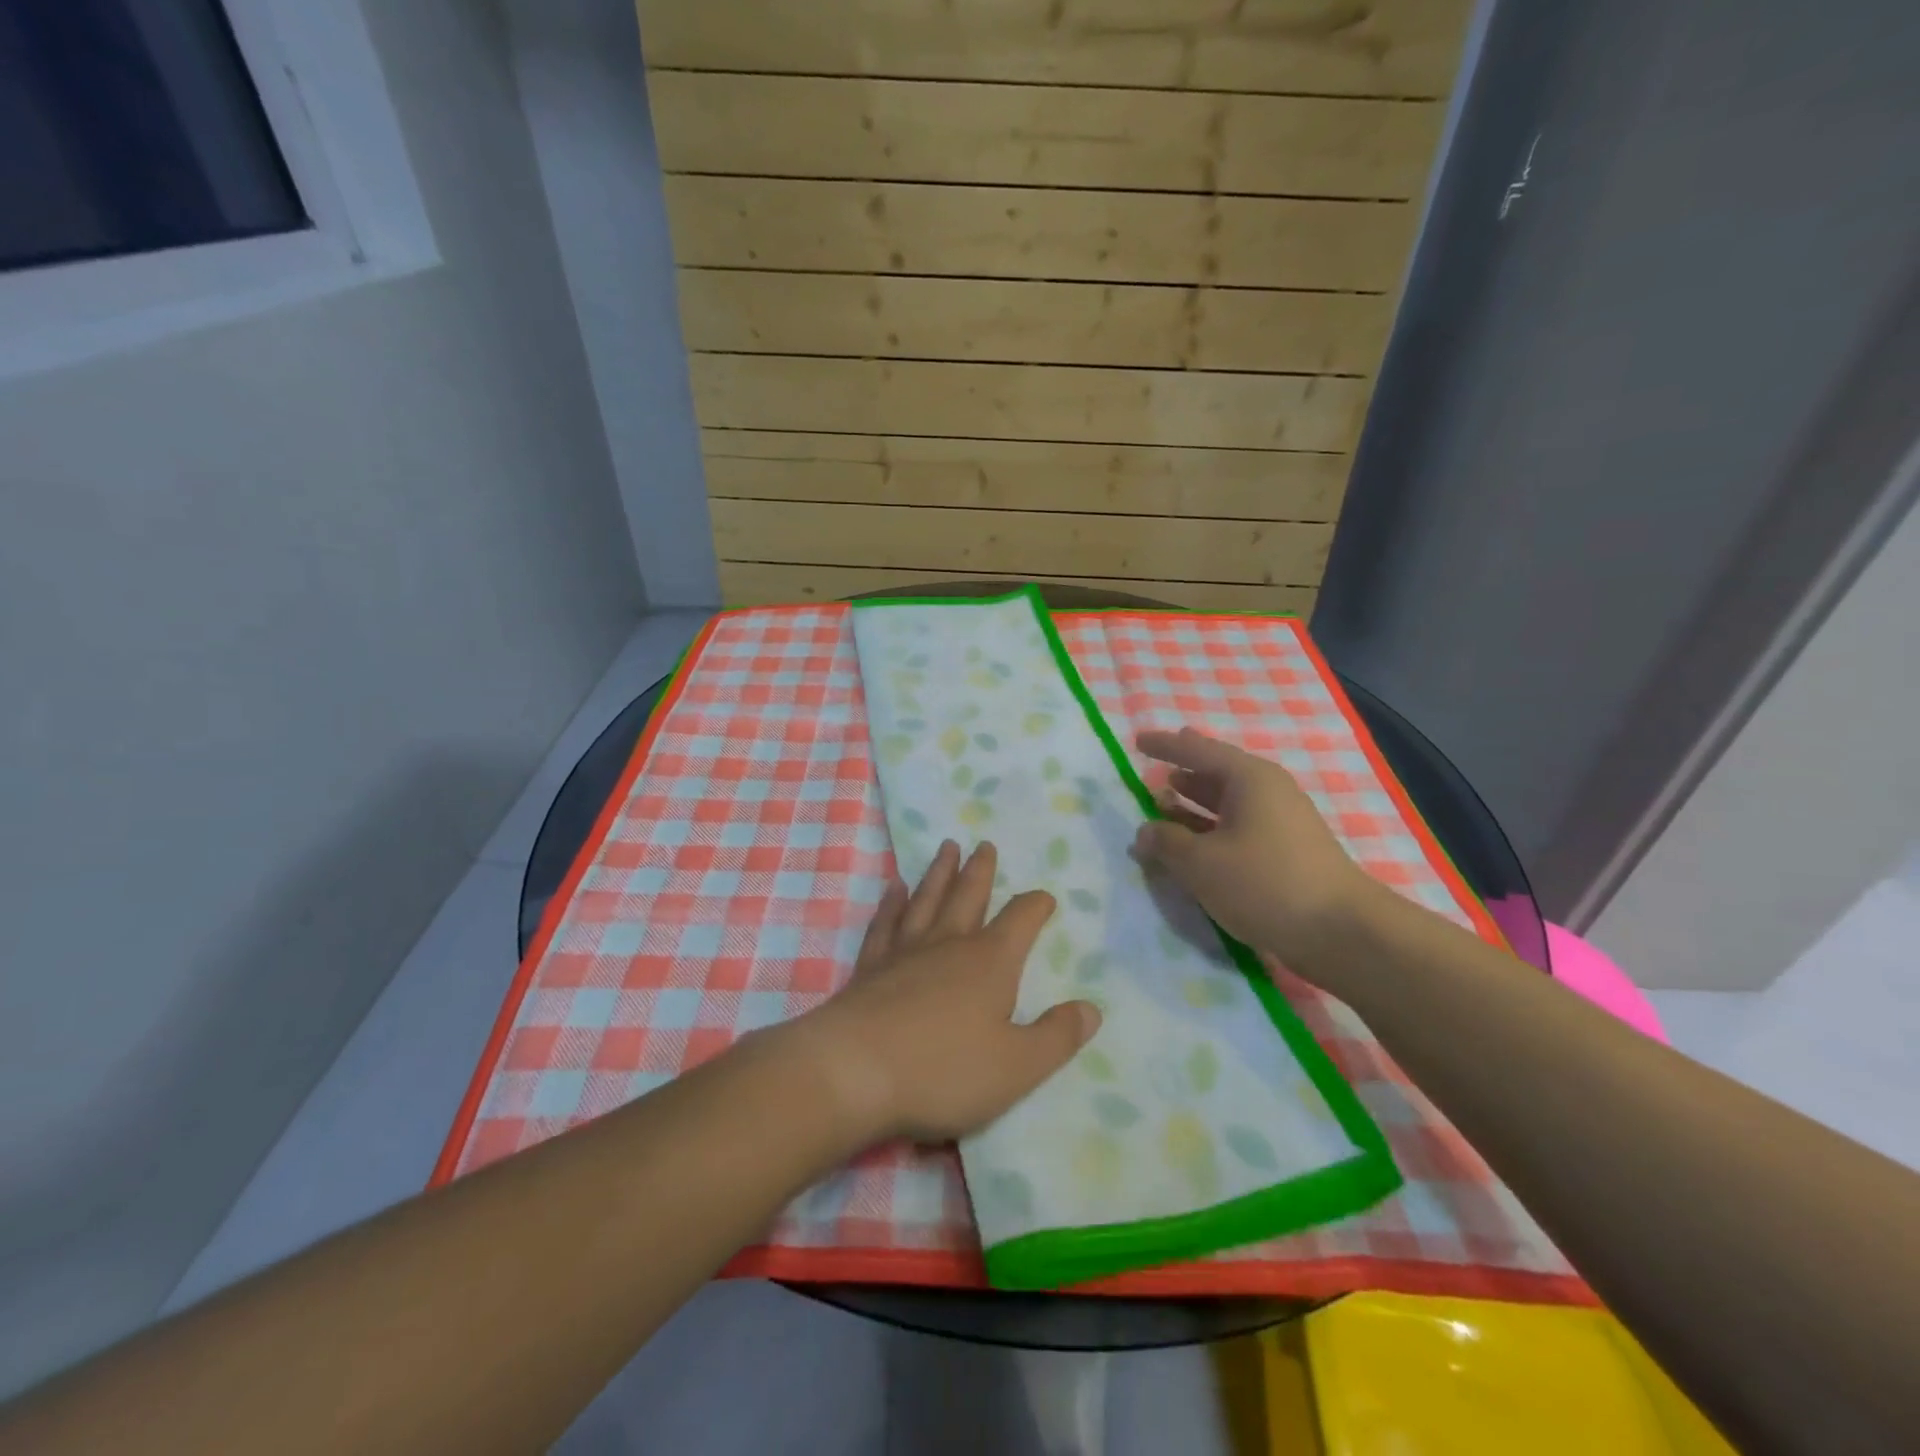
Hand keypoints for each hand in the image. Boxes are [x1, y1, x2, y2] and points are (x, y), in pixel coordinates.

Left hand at [795, 840, 1101, 1144]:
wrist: (853, 1072)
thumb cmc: (944, 1071)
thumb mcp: (1017, 1066)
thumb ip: (1057, 1037)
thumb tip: (1091, 1009)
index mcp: (990, 963)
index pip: (1021, 920)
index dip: (1035, 906)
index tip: (1045, 898)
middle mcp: (949, 945)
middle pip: (969, 896)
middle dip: (980, 871)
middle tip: (984, 844)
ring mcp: (905, 952)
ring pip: (927, 900)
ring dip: (939, 873)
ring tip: (946, 848)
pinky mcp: (870, 967)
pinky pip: (885, 924)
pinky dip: (892, 904)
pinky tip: (895, 888)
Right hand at [1131, 727, 1379, 980]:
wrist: (1342, 932)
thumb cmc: (1265, 883)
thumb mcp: (1201, 863)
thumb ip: (1166, 842)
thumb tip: (1145, 831)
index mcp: (1249, 779)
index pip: (1198, 751)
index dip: (1165, 746)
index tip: (1137, 740)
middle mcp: (1268, 792)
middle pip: (1217, 773)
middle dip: (1184, 771)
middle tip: (1156, 765)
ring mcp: (1281, 823)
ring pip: (1227, 804)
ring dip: (1194, 804)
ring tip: (1163, 803)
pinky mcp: (1286, 853)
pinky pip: (1237, 827)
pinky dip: (1210, 829)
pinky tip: (1193, 844)